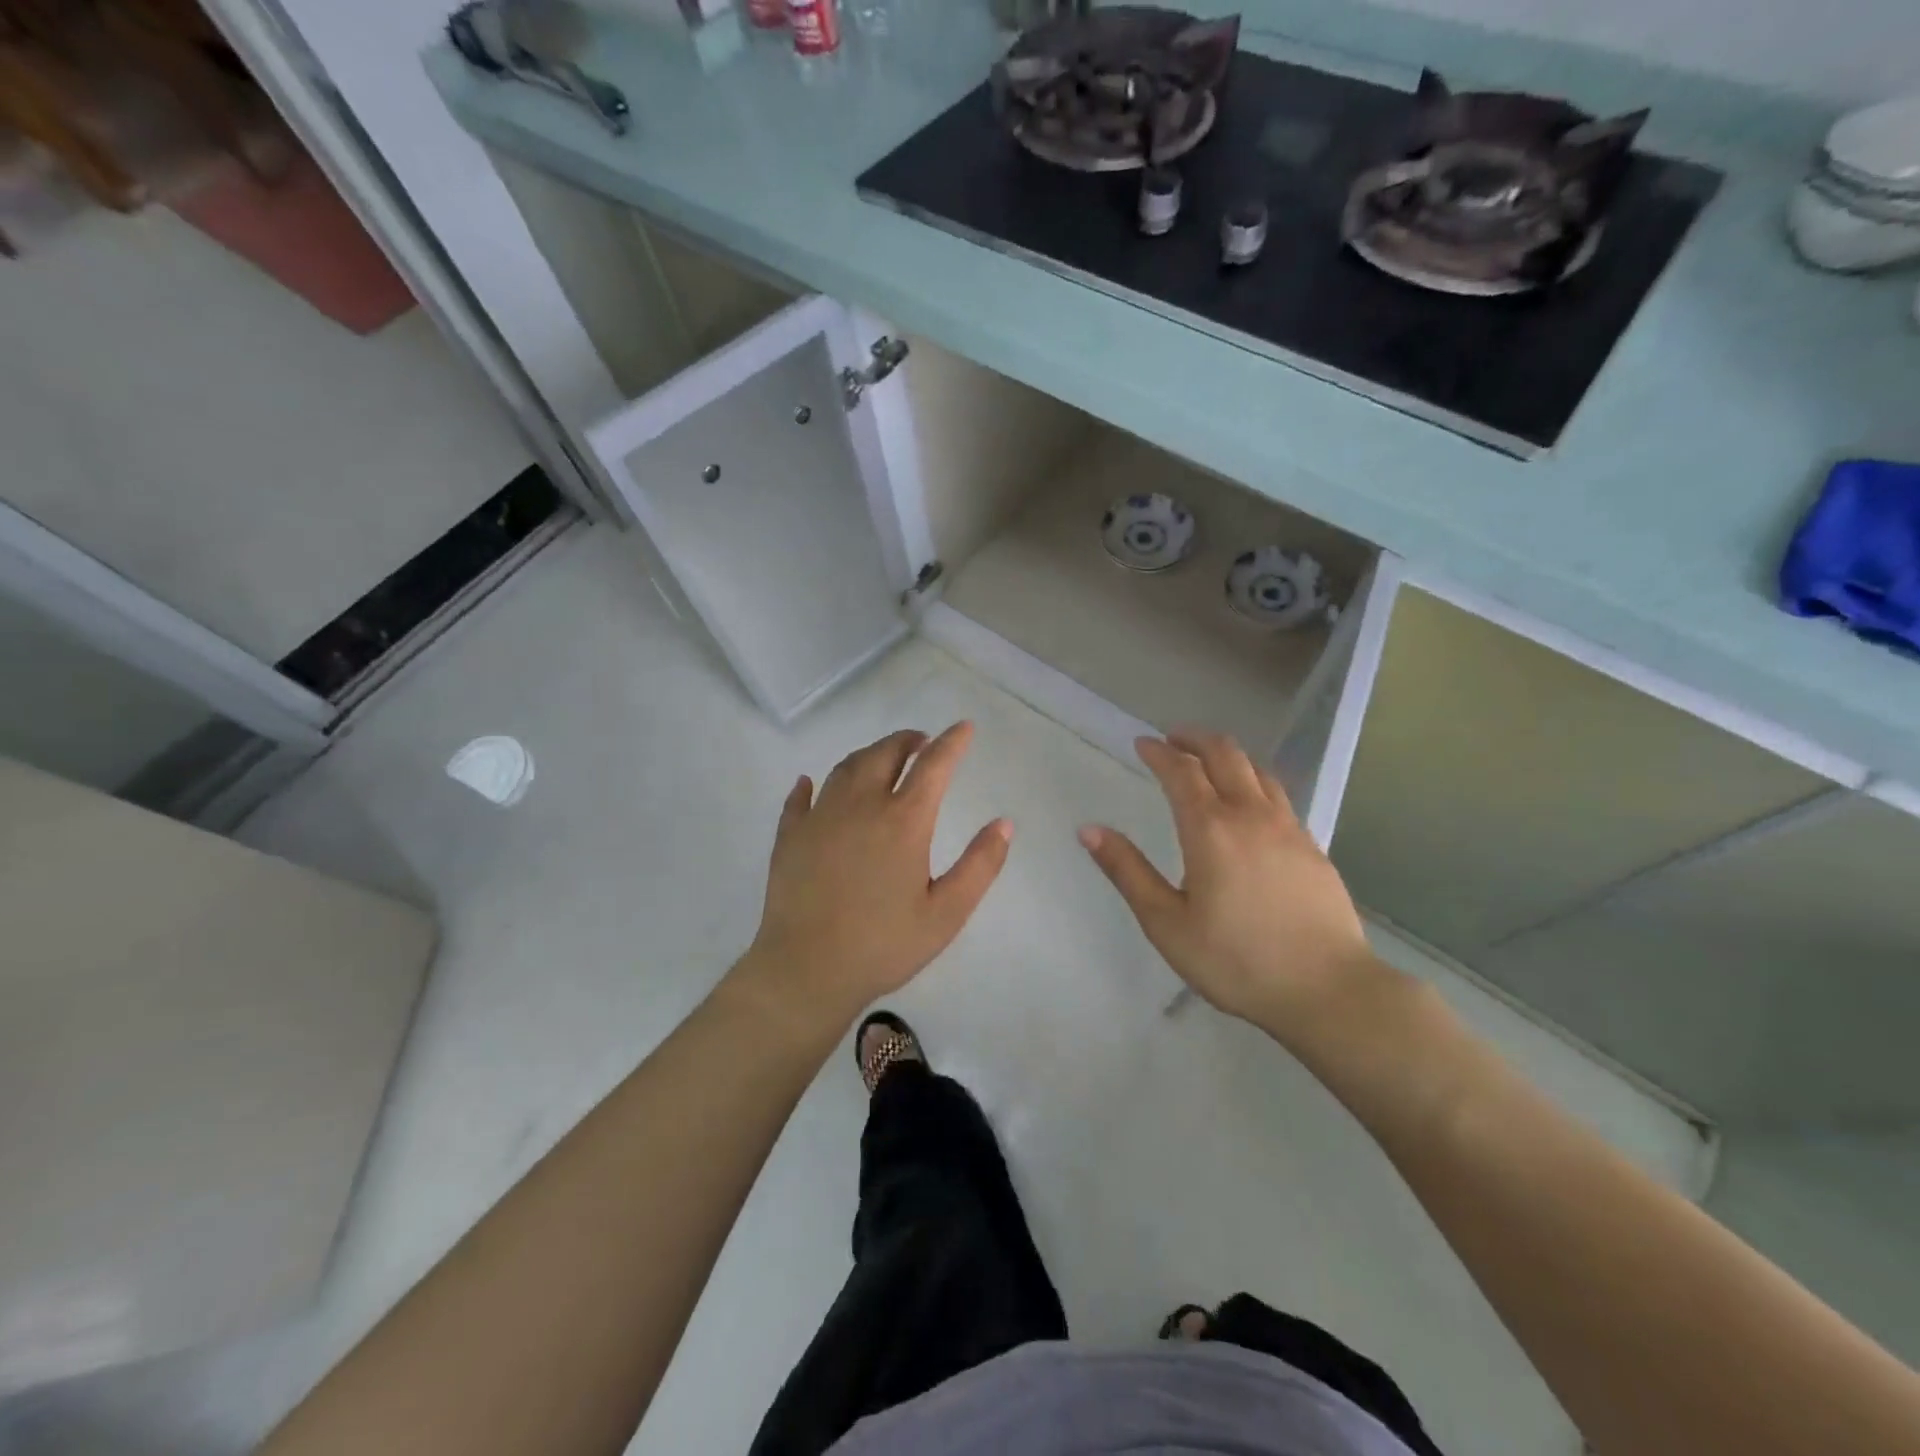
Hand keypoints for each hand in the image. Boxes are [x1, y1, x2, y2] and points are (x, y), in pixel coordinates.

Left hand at [735, 723, 1010, 1027]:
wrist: (807, 969)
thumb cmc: (884, 944)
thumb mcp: (946, 913)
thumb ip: (980, 865)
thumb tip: (1004, 823)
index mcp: (904, 821)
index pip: (934, 765)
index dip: (952, 742)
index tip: (964, 727)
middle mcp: (861, 805)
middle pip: (884, 754)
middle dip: (907, 741)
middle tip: (920, 742)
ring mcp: (820, 817)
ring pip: (846, 768)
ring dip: (869, 754)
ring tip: (881, 758)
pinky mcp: (790, 835)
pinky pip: (800, 797)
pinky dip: (811, 784)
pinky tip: (810, 783)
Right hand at [1079, 730, 1377, 1037]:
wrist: (1328, 990)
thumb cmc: (1236, 961)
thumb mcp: (1166, 923)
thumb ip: (1127, 871)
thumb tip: (1089, 830)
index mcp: (1209, 829)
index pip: (1181, 771)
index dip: (1159, 752)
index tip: (1142, 743)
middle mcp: (1250, 815)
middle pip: (1224, 754)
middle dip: (1194, 739)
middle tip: (1172, 739)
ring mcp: (1288, 828)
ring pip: (1257, 770)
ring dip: (1227, 755)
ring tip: (1207, 761)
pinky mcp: (1312, 846)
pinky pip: (1278, 795)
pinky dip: (1253, 780)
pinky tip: (1249, 803)